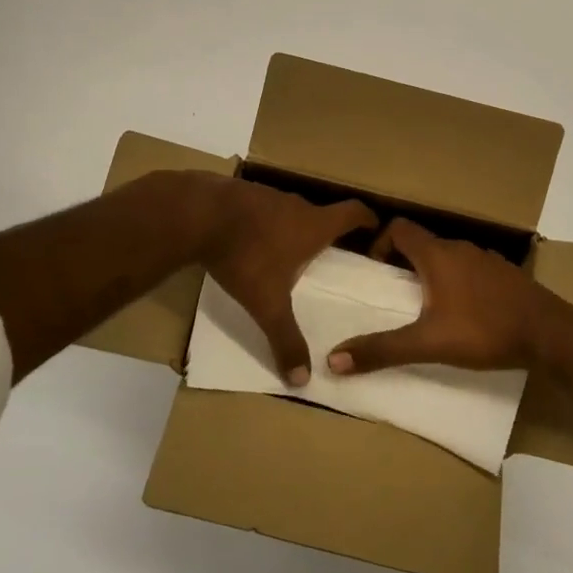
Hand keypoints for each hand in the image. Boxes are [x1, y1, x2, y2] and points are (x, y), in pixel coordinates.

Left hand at [198, 177, 376, 386]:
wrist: (197, 214)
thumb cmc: (245, 256)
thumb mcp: (267, 304)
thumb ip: (286, 339)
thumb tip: (302, 379)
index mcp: (313, 225)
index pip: (352, 212)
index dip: (367, 218)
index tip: (374, 226)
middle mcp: (295, 205)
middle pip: (321, 213)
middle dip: (326, 231)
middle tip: (327, 252)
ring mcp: (267, 195)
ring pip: (289, 210)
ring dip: (292, 226)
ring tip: (288, 250)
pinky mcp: (241, 193)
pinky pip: (262, 208)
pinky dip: (263, 222)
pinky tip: (251, 240)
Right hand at [326, 218, 572, 374]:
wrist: (552, 335)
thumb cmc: (485, 331)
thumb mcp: (429, 343)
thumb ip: (382, 350)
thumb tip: (333, 360)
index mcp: (437, 255)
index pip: (399, 228)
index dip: (380, 243)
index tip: (374, 271)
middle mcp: (461, 248)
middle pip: (422, 242)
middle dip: (402, 262)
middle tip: (393, 293)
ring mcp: (487, 260)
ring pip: (448, 256)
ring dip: (431, 273)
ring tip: (425, 306)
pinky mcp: (505, 276)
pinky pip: (470, 270)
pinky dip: (457, 282)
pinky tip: (463, 312)